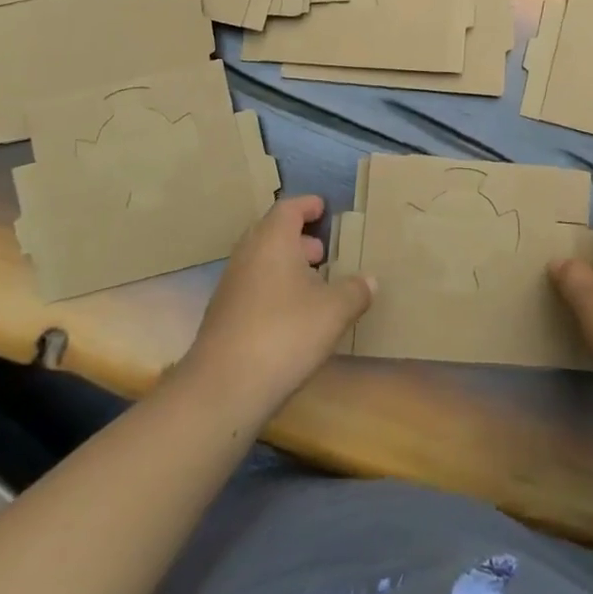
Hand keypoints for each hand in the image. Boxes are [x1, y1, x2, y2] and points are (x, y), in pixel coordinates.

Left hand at [180, 195, 373, 423]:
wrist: (224, 387)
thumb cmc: (285, 333)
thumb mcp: (335, 311)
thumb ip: (356, 290)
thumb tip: (370, 280)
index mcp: (272, 240)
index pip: (289, 208)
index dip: (308, 205)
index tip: (324, 208)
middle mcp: (247, 254)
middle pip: (272, 232)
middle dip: (298, 238)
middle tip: (323, 251)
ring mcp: (230, 285)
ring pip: (261, 261)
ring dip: (286, 265)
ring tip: (314, 284)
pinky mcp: (222, 315)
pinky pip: (252, 286)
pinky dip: (273, 288)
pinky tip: (292, 314)